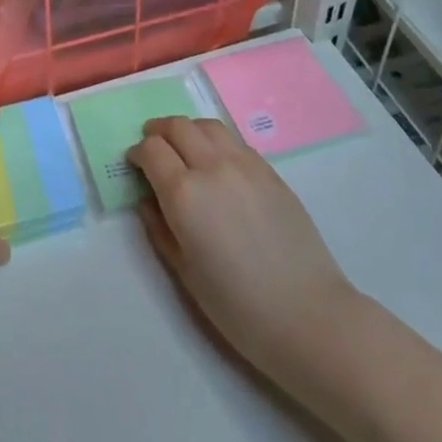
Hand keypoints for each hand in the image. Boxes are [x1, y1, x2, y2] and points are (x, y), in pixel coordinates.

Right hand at [128, 115, 356, 376]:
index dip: (137, 153)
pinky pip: (234, 141)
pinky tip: (217, 162)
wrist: (307, 315)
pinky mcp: (269, 170)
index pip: (151, 150)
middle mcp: (212, 166)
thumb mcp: (184, 273)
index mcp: (185, 193)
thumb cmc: (238, 306)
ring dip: (188, 129)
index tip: (134, 164)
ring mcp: (244, 163)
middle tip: (152, 146)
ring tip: (183, 146)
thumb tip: (147, 200)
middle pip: (178, 126)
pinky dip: (216, 141)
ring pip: (207, 125)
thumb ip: (160, 228)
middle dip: (159, 132)